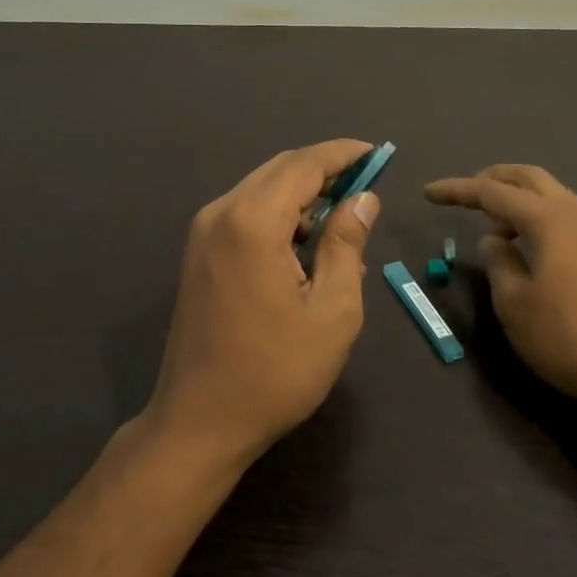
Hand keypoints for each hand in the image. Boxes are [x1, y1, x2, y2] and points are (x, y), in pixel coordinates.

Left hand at [147, 140, 381, 469]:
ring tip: (342, 227)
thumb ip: (347, 245)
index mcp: (252, 222)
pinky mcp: (198, 255)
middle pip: (280, 170)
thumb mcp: (332, 310)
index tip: (378, 154)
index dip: (344, 154)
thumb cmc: (275, 372)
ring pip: (261, 190)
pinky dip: (279, 217)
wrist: (199, 423)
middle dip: (325, 172)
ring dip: (303, 197)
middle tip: (366, 189)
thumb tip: (364, 199)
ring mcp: (203, 234)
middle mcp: (221, 214)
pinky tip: (305, 248)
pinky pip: (245, 214)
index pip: (304, 165)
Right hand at [424, 165, 576, 412]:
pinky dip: (537, 216)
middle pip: (529, 178)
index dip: (457, 190)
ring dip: (518, 198)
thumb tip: (494, 240)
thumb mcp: (514, 302)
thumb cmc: (565, 335)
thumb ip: (498, 262)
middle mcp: (574, 213)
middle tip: (465, 194)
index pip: (492, 192)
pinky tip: (525, 245)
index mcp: (548, 219)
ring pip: (550, 195)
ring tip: (493, 223)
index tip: (427, 192)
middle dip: (493, 179)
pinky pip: (563, 215)